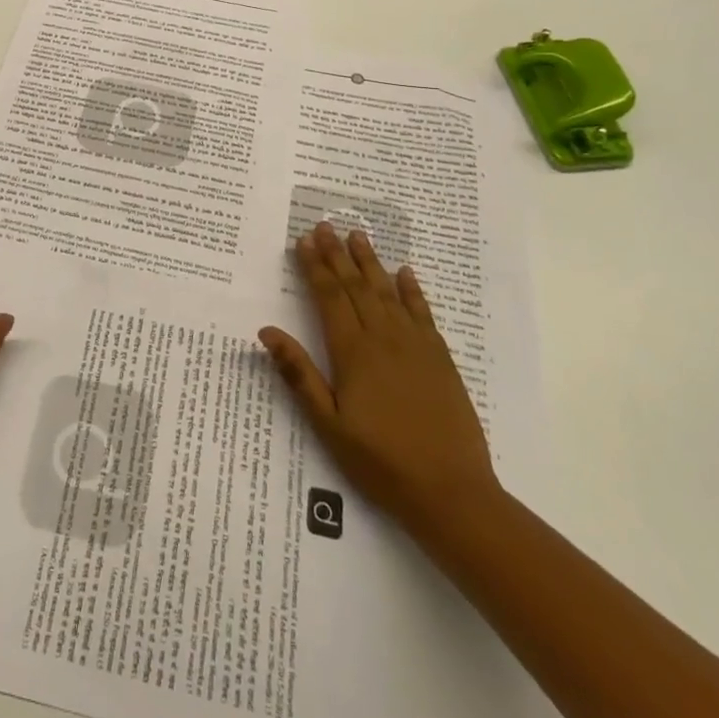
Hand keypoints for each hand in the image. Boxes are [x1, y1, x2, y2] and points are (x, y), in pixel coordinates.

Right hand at [261, 223, 499, 531]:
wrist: (451, 492)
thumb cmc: (380, 462)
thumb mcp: (328, 424)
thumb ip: (299, 374)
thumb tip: (267, 331)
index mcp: (353, 353)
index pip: (329, 298)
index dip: (314, 267)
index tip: (303, 241)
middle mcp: (384, 339)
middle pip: (356, 287)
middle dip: (338, 254)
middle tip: (325, 225)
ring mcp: (415, 346)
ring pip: (388, 292)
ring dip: (371, 262)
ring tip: (358, 235)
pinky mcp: (440, 359)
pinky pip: (423, 314)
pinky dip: (412, 290)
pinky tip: (405, 273)